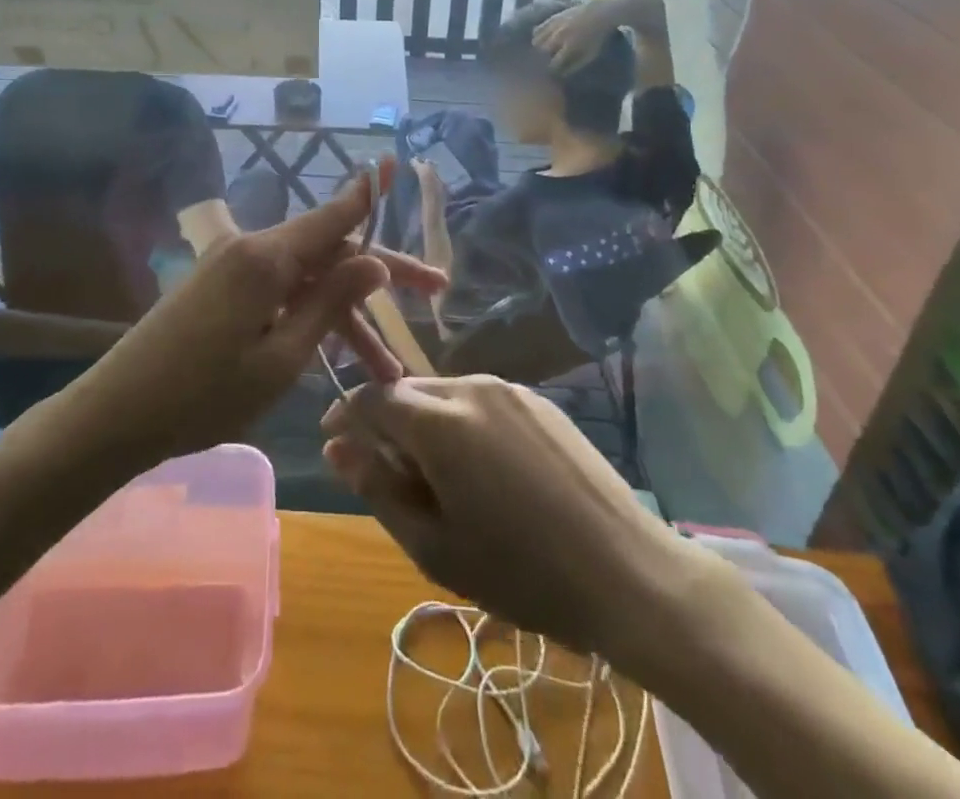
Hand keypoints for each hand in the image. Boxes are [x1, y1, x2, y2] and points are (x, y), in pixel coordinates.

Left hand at [69, 165, 446, 467]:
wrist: (116, 415)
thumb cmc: (203, 396)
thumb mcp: (281, 359)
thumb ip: (329, 303)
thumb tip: (373, 260)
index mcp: (266, 258)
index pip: (333, 216)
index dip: (370, 196)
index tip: (397, 166)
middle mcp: (251, 248)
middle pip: (328, 251)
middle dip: (379, 277)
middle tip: (434, 293)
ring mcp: (232, 266)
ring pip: (306, 279)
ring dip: (345, 314)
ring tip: (386, 368)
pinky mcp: (220, 286)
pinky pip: (279, 290)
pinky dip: (310, 315)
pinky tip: (335, 351)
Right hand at [322, 375, 697, 656]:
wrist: (625, 571)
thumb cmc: (520, 571)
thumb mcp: (433, 544)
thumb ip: (376, 488)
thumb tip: (337, 448)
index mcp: (440, 420)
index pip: (372, 397)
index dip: (346, 416)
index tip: (334, 443)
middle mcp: (472, 386)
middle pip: (409, 391)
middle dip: (387, 422)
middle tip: (389, 475)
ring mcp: (510, 389)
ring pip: (445, 394)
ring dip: (427, 423)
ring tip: (439, 478)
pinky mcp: (539, 401)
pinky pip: (482, 400)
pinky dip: (463, 423)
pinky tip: (484, 470)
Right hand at [531, 0, 626, 73]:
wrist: (599, 14)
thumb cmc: (596, 37)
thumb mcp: (590, 55)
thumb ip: (575, 66)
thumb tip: (562, 75)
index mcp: (568, 47)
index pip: (553, 64)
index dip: (552, 70)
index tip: (554, 71)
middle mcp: (558, 37)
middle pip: (542, 52)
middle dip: (543, 58)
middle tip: (548, 60)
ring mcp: (554, 26)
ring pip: (536, 41)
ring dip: (539, 48)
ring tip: (544, 50)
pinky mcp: (551, 18)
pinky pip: (537, 29)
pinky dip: (537, 36)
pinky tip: (542, 39)